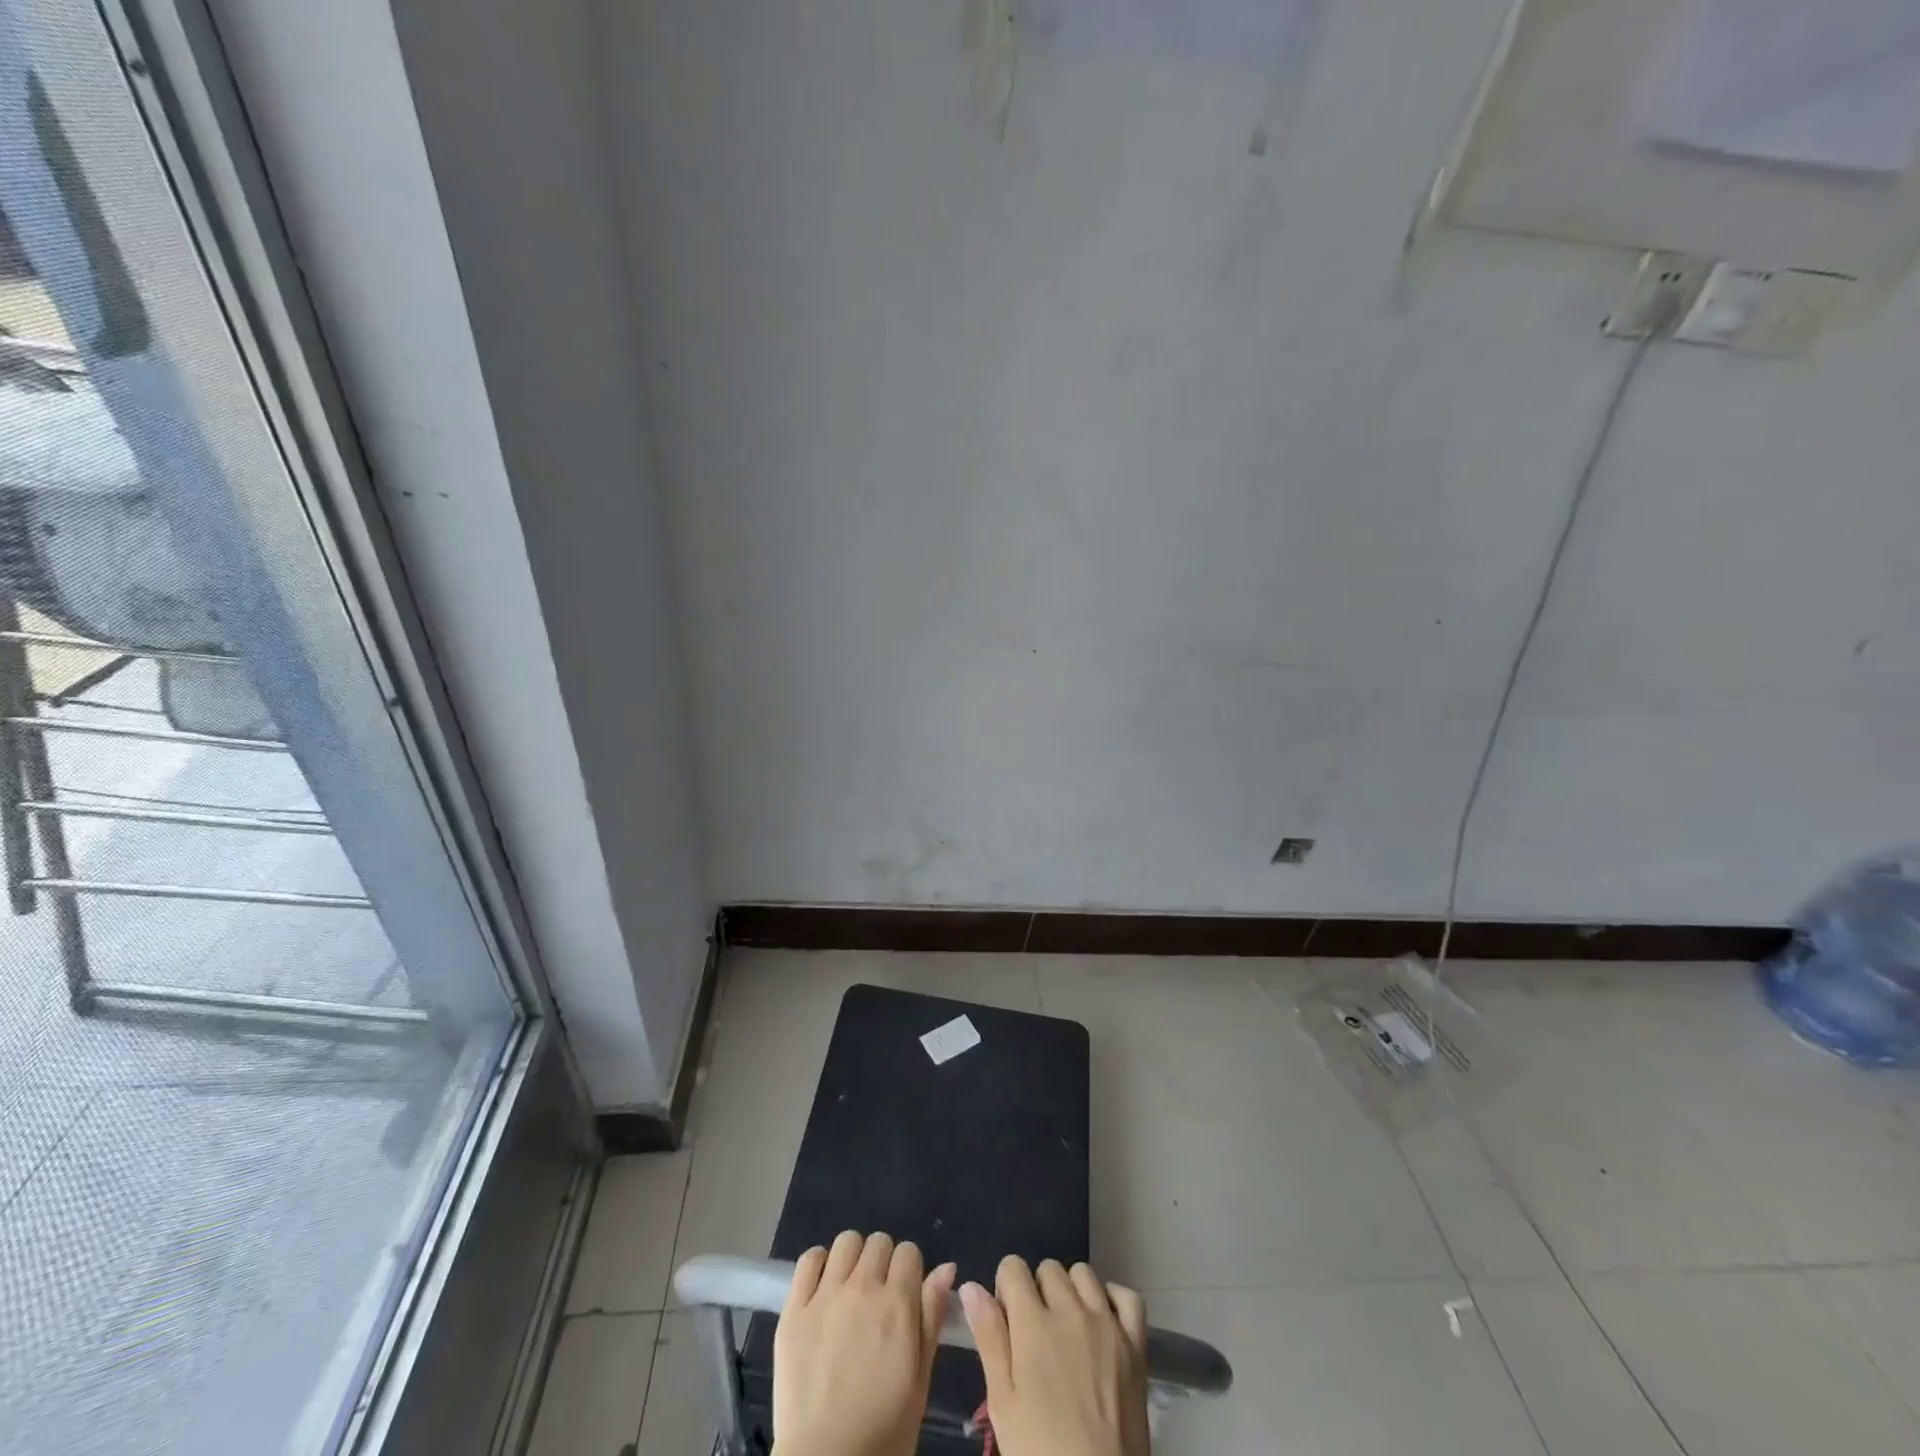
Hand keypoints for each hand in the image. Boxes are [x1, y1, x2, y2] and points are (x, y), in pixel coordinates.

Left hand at [773, 1231, 955, 1455]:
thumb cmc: (883, 1432)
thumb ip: (931, 1318)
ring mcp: (825, 1296)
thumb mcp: (919, 1380)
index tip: (905, 1296)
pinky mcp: (794, 1309)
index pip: (909, 1252)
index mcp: (897, 1304)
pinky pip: (808, 1260)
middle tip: (878, 1298)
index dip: (910, 1271)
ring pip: (845, 1242)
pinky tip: (822, 1288)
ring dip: (852, 1259)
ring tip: (849, 1290)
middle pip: (878, 1242)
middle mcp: (862, 1288)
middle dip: (883, 1263)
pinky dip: (818, 1265)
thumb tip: (946, 1268)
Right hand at [959, 1256, 1148, 1455]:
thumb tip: (971, 1286)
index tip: (1008, 1320)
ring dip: (1071, 1291)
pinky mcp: (1135, 1343)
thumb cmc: (1039, 1450)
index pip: (1012, 1267)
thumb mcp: (1002, 1403)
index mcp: (1033, 1323)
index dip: (1006, 1289)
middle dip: (1037, 1291)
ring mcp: (1107, 1323)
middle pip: (1047, 1268)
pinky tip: (1103, 1322)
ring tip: (1068, 1330)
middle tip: (1037, 1334)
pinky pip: (1126, 1296)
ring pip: (1083, 1274)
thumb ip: (988, 1337)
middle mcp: (1070, 1310)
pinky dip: (1113, 1300)